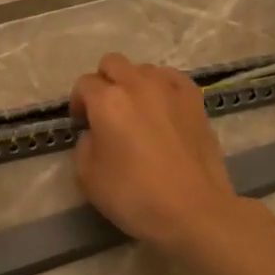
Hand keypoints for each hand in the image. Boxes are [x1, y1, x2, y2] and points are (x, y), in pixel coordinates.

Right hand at [71, 53, 237, 249]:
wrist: (194, 211)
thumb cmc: (134, 196)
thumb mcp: (88, 176)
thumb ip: (85, 145)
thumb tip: (96, 133)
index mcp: (108, 101)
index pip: (84, 84)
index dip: (79, 103)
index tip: (82, 124)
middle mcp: (138, 84)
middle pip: (112, 63)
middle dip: (103, 82)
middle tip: (105, 112)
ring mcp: (170, 89)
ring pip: (143, 68)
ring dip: (133, 83)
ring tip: (137, 112)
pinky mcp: (195, 100)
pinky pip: (171, 78)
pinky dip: (161, 87)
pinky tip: (162, 108)